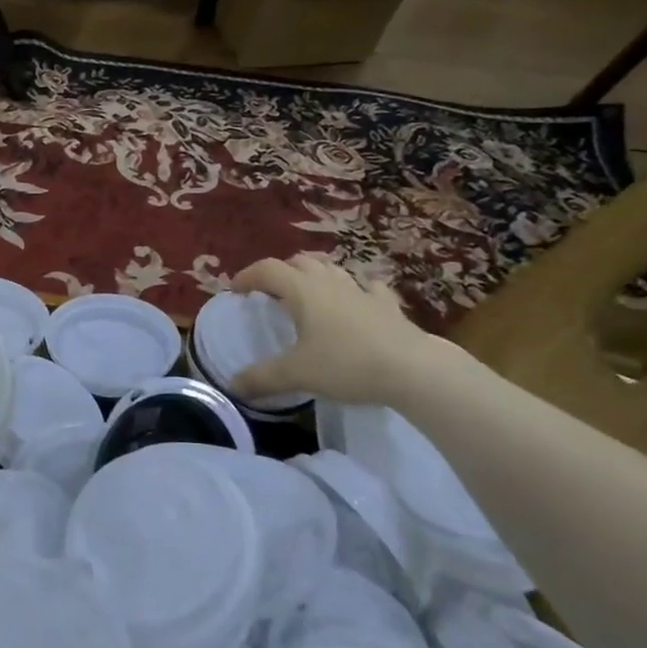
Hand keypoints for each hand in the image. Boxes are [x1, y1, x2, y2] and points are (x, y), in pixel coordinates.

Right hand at [229, 255, 440, 406]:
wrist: (414, 370)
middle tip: (269, 292)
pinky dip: (357, 288)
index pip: (267, 270)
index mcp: (302, 290)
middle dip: (281, 271)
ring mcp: (362, 291)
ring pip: (333, 269)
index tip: (235, 290)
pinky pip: (369, 287)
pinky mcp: (388, 306)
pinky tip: (358, 299)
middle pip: (300, 262)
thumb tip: (232, 385)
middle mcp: (330, 282)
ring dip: (315, 274)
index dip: (247, 276)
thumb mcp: (296, 374)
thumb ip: (262, 378)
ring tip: (307, 292)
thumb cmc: (347, 364)